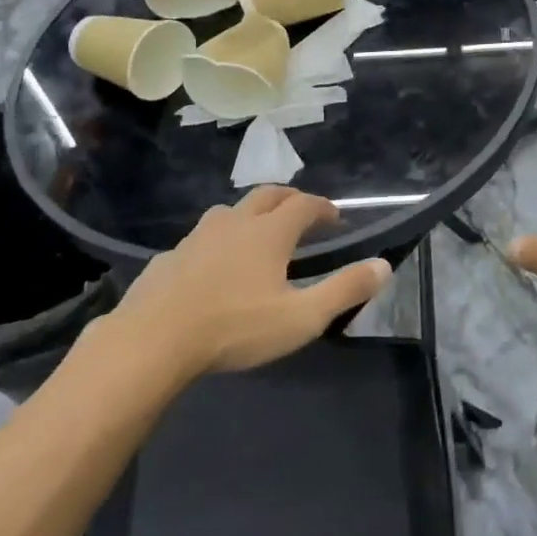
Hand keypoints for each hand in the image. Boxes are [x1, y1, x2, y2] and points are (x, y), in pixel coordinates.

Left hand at [103, 188, 391, 374]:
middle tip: (303, 214)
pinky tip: (214, 266)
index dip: (323, 207)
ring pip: (230, 211)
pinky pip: (202, 238)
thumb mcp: (302, 317)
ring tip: (259, 235)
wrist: (153, 340)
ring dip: (251, 214)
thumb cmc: (235, 327)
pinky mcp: (170, 257)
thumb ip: (345, 289)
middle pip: (267, 195)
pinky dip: (219, 241)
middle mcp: (234, 223)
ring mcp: (197, 237)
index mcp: (269, 232)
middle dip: (290, 199)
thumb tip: (384, 265)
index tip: (336, 218)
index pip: (304, 204)